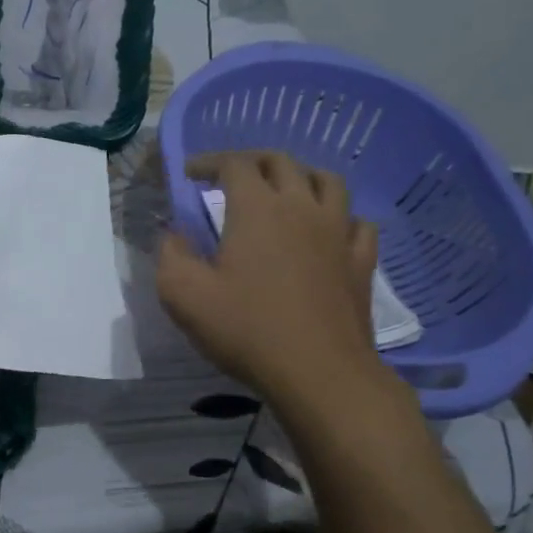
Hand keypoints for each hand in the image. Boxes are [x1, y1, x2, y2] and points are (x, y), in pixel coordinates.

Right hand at [156, 151, 392, 402]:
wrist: (318, 371)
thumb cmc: (246, 329)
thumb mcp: (183, 295)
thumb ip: (171, 255)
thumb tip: (174, 235)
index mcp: (257, 208)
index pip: (234, 164)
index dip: (208, 162)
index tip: (190, 174)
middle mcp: (301, 207)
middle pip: (281, 162)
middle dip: (252, 161)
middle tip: (231, 176)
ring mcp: (338, 232)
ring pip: (327, 182)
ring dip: (301, 177)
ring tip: (285, 191)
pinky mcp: (361, 261)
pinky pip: (357, 222)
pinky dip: (339, 216)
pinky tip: (329, 231)